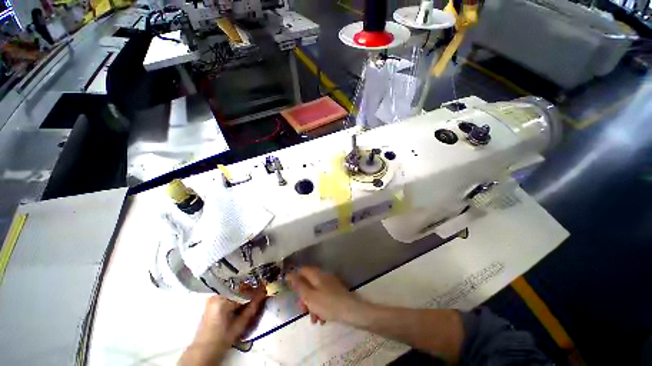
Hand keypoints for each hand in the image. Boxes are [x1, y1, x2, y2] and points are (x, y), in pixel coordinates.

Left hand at [179, 291, 264, 365]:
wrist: (204, 348)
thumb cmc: (222, 339)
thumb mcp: (240, 325)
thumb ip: (252, 307)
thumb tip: (263, 293)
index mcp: (222, 300)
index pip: (243, 290)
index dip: (255, 290)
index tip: (264, 289)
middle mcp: (216, 295)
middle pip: (238, 286)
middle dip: (249, 289)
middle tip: (259, 291)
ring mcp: (213, 296)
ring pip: (233, 288)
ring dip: (243, 290)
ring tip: (252, 295)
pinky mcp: (212, 299)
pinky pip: (228, 291)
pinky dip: (236, 293)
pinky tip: (241, 298)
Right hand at [286, 266, 361, 324]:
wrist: (351, 311)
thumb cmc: (327, 304)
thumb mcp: (309, 296)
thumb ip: (299, 285)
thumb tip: (289, 274)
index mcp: (316, 274)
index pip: (302, 269)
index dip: (294, 277)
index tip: (290, 289)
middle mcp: (323, 276)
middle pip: (309, 283)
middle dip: (304, 297)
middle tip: (302, 309)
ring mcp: (330, 283)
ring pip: (316, 292)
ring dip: (312, 305)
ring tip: (313, 319)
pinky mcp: (336, 292)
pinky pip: (324, 297)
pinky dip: (320, 306)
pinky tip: (322, 319)